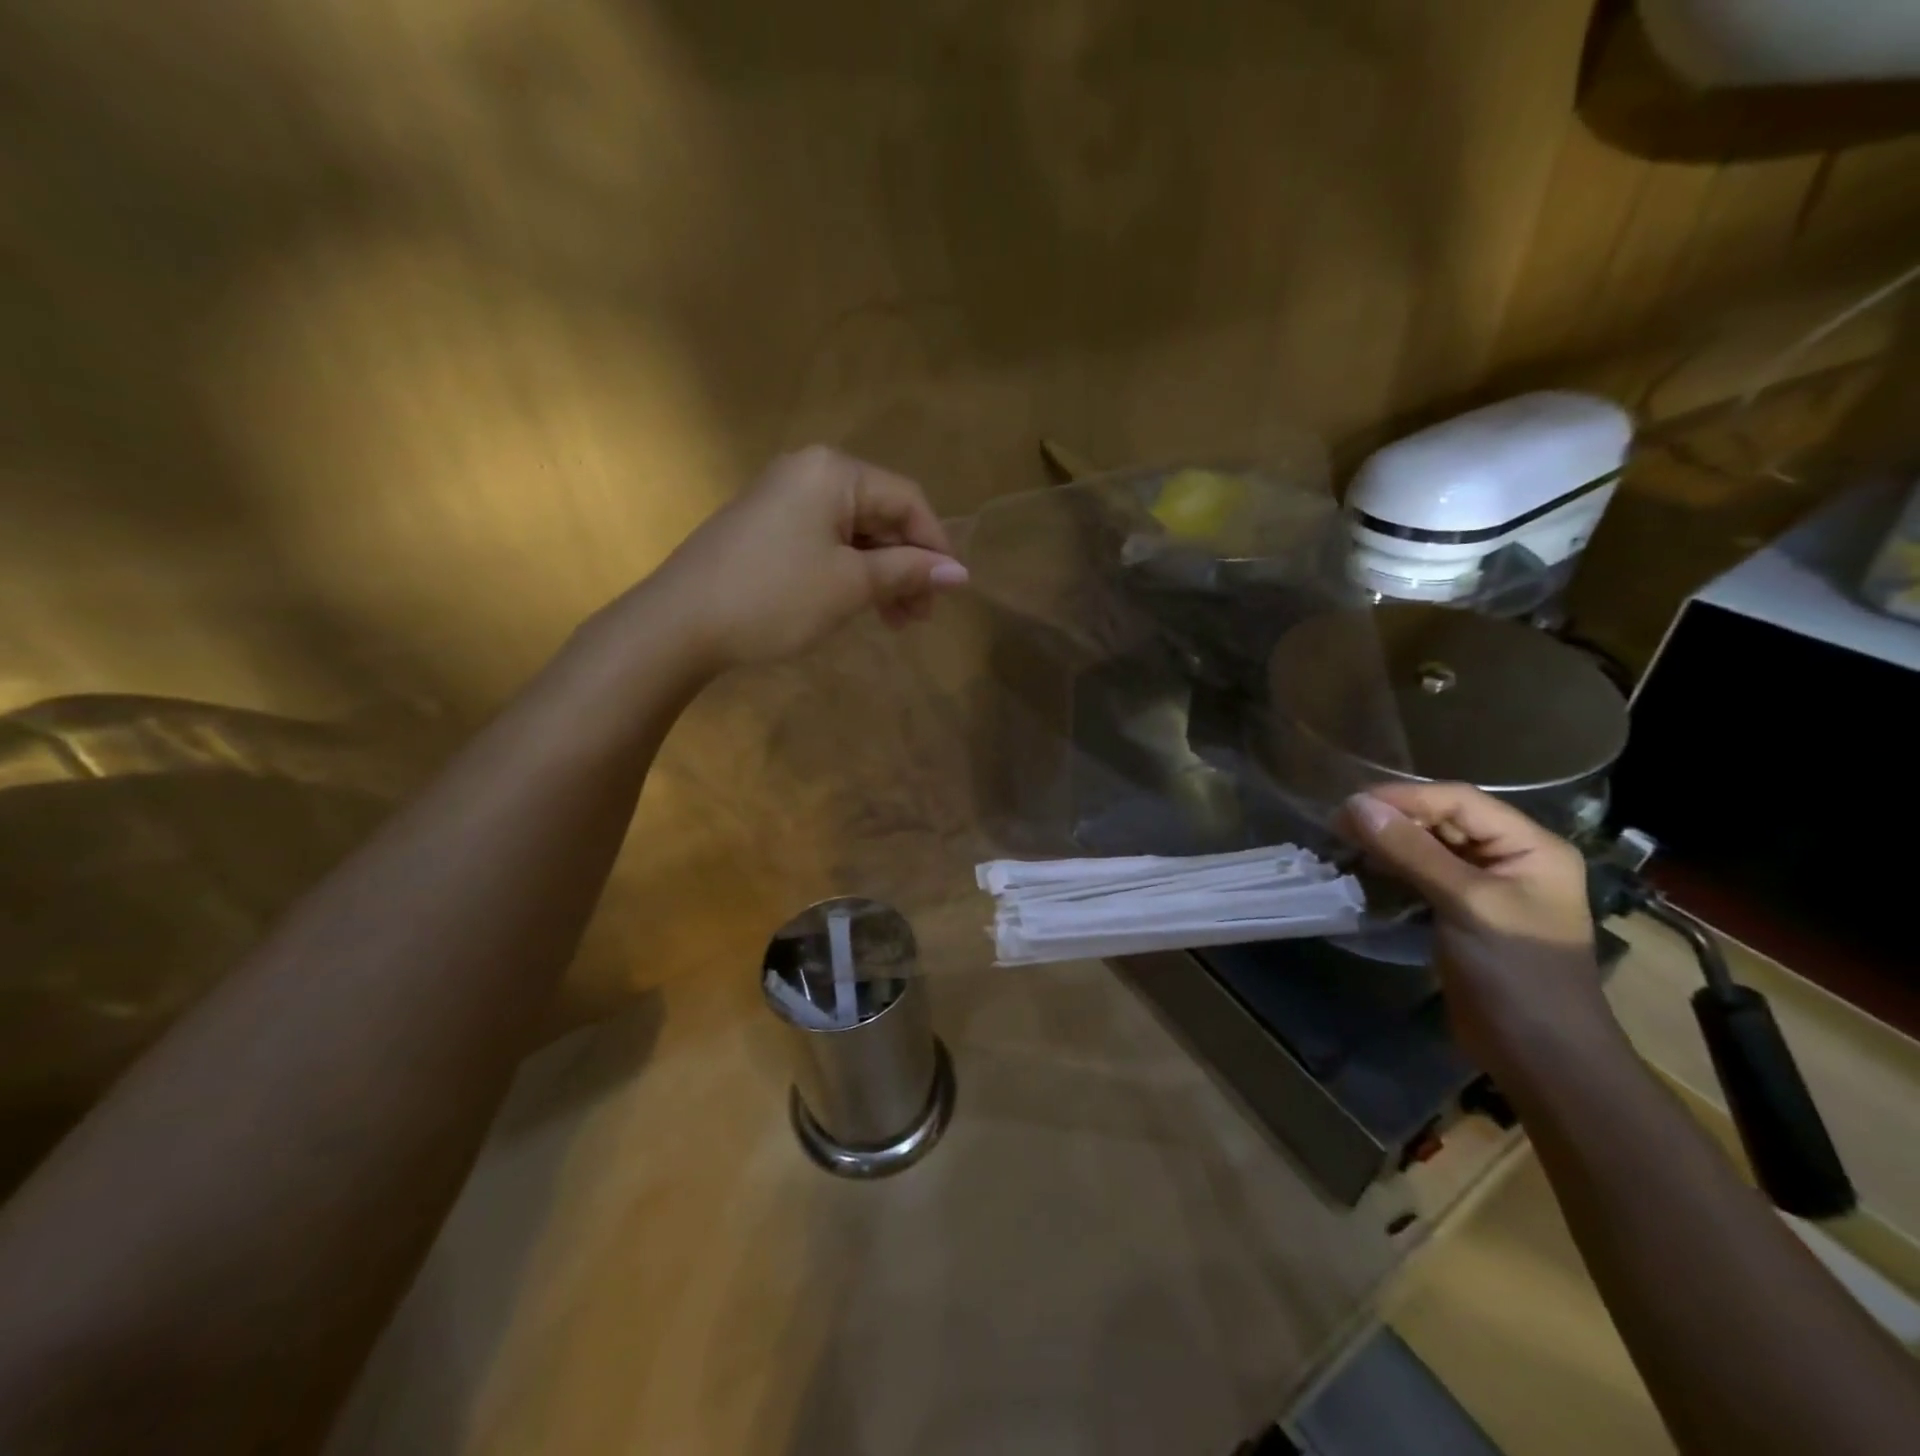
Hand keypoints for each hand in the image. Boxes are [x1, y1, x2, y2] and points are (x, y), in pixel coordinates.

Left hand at [651, 446, 968, 670]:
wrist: (680, 623)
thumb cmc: (775, 596)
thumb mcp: (850, 585)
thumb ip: (907, 572)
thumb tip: (959, 573)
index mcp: (834, 472)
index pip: (907, 500)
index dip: (935, 545)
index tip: (950, 592)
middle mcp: (809, 472)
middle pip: (880, 515)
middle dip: (906, 566)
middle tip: (919, 616)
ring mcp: (783, 499)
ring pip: (853, 533)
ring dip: (880, 575)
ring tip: (894, 622)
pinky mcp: (766, 527)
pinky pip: (824, 543)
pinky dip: (848, 573)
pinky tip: (858, 606)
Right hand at [1340, 783, 1619, 1070]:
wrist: (1540, 1057)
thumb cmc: (1516, 973)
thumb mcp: (1466, 904)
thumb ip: (1411, 851)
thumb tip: (1355, 804)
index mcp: (1531, 846)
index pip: (1460, 800)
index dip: (1405, 797)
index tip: (1350, 804)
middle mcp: (1512, 858)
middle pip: (1444, 820)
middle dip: (1392, 818)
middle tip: (1338, 824)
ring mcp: (1487, 888)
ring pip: (1429, 847)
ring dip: (1388, 843)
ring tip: (1343, 842)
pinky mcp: (1463, 913)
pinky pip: (1423, 876)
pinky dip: (1392, 869)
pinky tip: (1363, 870)